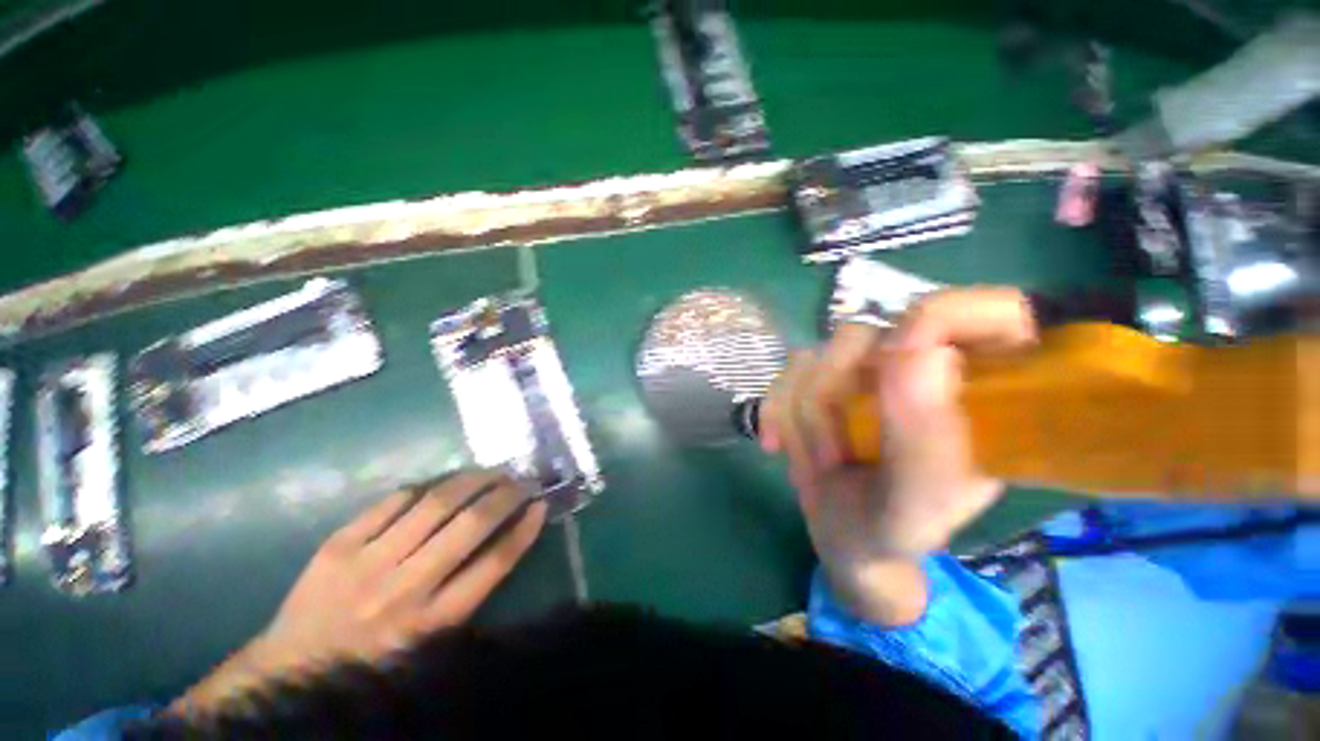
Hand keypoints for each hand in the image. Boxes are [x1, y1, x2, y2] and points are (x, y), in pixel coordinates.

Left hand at [172, 470, 546, 714]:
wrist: (289, 670)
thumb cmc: (371, 662)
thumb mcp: (428, 644)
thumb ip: (466, 595)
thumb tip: (504, 540)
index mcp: (431, 622)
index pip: (494, 564)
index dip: (524, 529)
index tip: (541, 505)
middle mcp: (405, 588)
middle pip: (470, 526)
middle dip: (506, 494)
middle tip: (522, 478)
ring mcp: (368, 562)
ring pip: (435, 504)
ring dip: (472, 480)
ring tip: (491, 470)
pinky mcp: (338, 544)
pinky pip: (391, 502)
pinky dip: (424, 486)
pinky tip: (441, 482)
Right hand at [761, 287, 1035, 621]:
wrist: (846, 535)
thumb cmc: (897, 526)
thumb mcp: (922, 500)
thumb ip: (926, 437)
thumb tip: (920, 352)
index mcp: (978, 388)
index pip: (985, 311)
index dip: (941, 317)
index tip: (894, 364)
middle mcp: (918, 365)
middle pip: (864, 335)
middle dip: (832, 399)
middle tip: (835, 457)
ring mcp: (863, 369)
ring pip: (813, 357)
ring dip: (802, 419)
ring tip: (819, 464)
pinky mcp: (820, 378)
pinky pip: (783, 375)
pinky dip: (774, 413)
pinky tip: (777, 445)